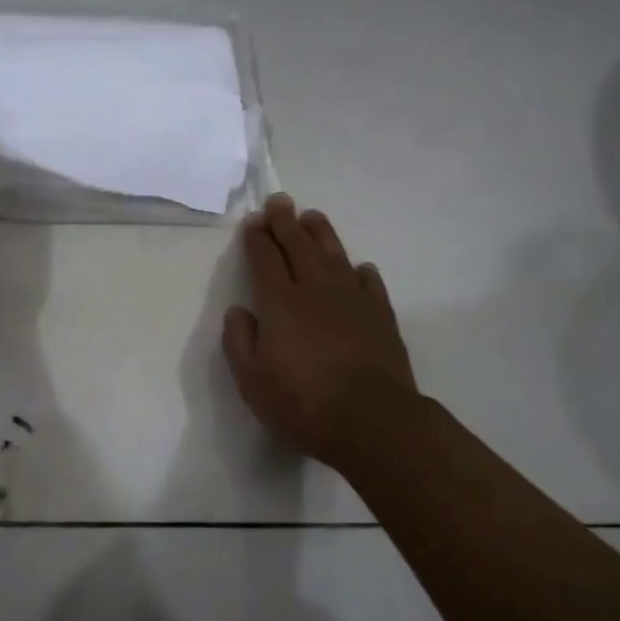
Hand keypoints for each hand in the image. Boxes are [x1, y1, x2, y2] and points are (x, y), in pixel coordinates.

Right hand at [223, 193, 418, 470]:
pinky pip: (368, 281)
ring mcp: (352, 299)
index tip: (253, 220)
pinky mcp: (380, 314)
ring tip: (312, 217)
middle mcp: (315, 289)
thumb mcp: (251, 380)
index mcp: (279, 302)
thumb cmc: (301, 403)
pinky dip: (359, 270)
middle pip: (298, 245)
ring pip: (334, 254)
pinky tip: (357, 267)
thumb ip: (239, 341)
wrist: (370, 419)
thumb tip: (239, 311)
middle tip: (279, 202)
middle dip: (285, 222)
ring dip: (320, 233)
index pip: (265, 258)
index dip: (257, 237)